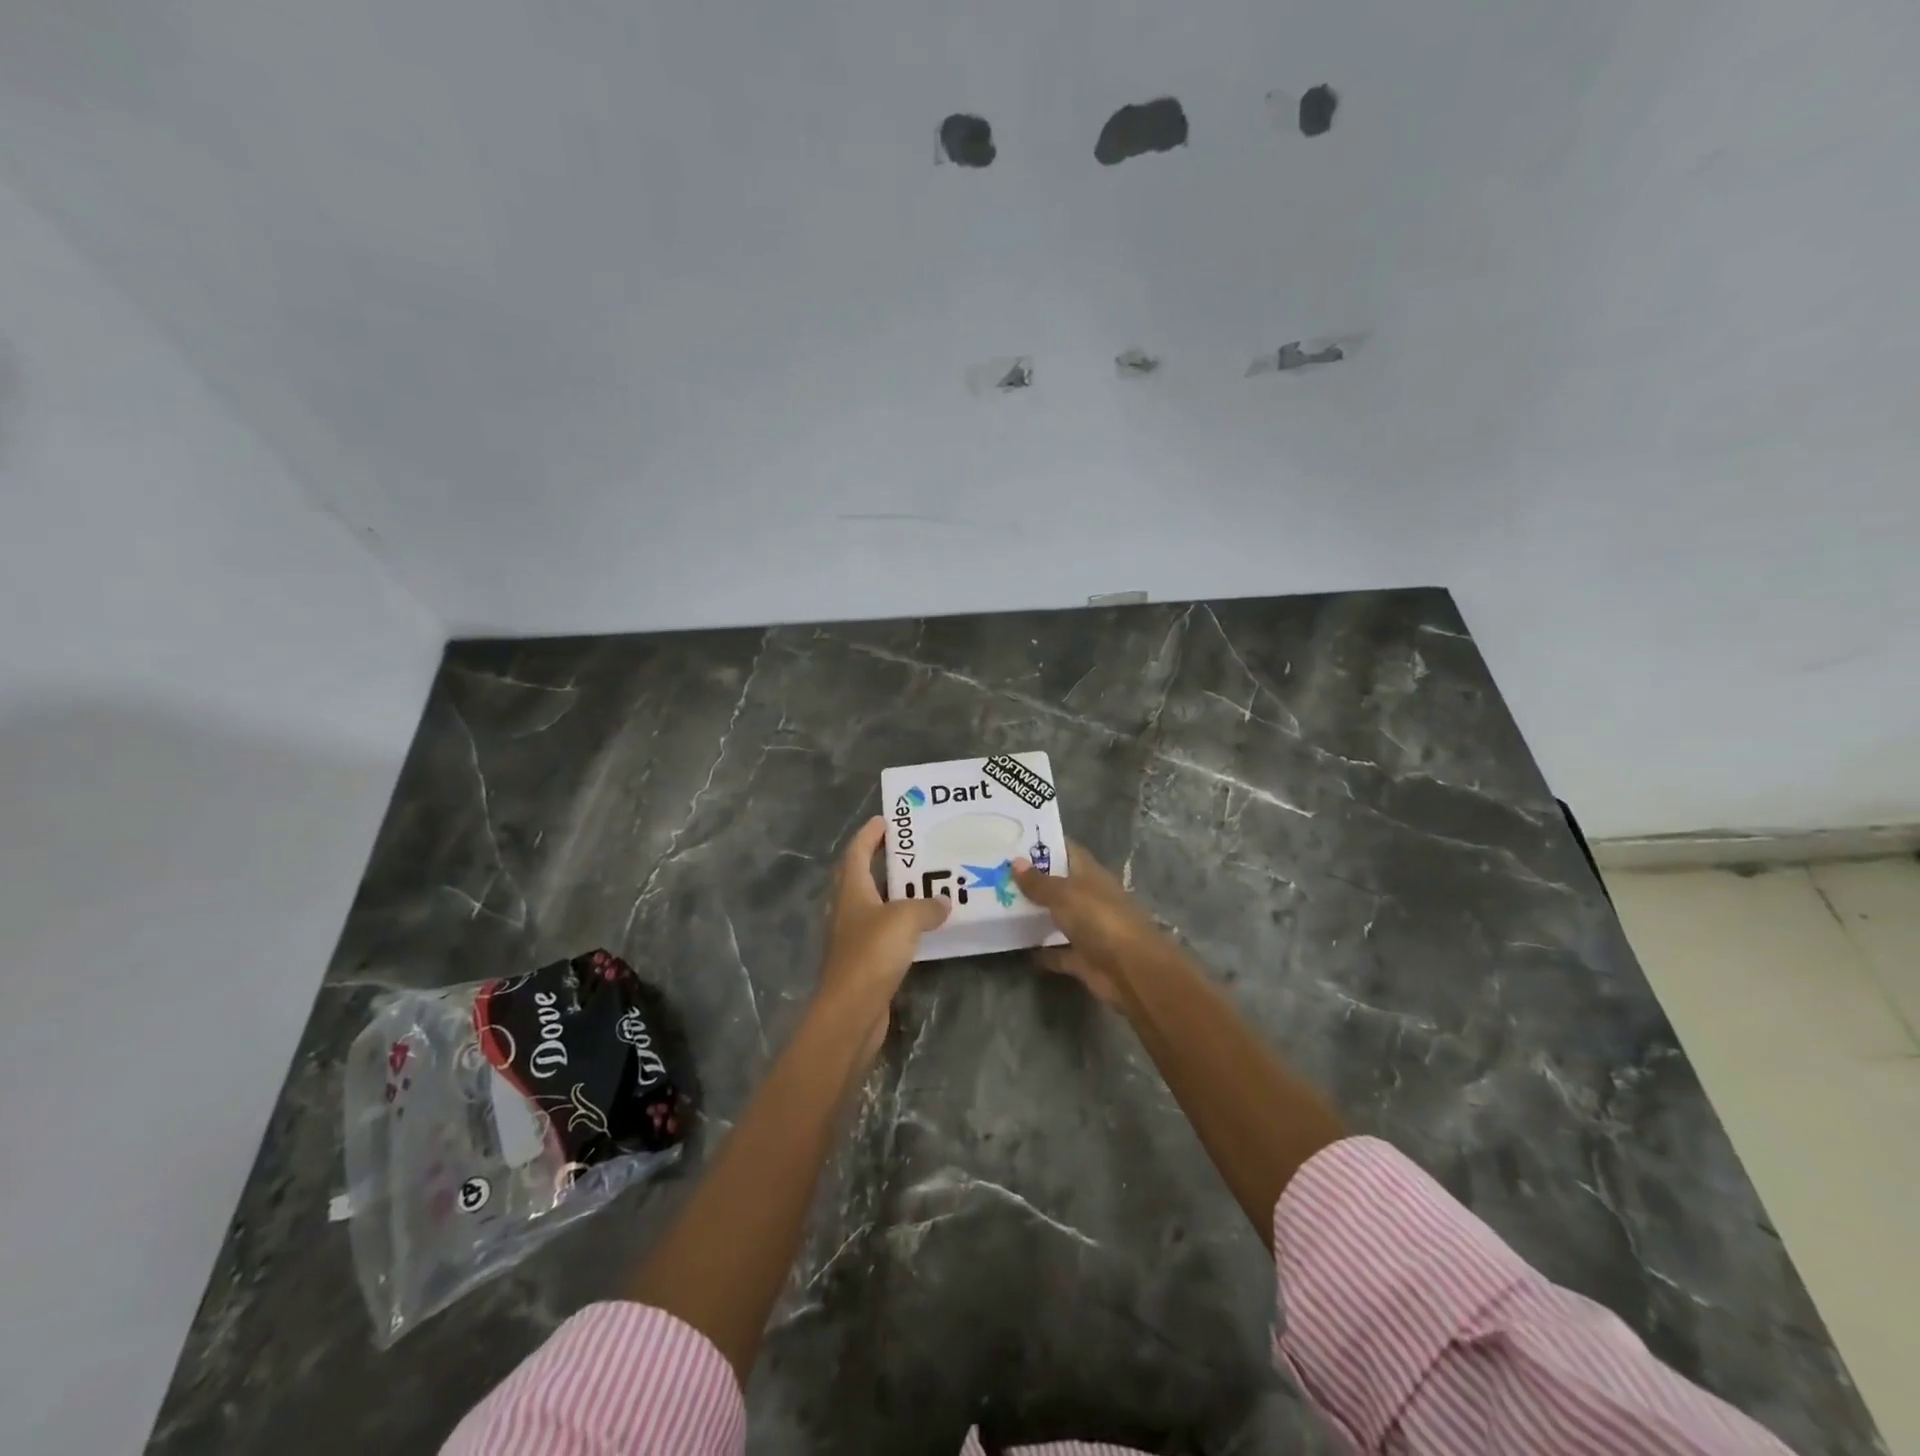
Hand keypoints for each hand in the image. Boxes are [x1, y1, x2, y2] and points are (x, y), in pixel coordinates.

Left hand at [819, 817, 949, 1044]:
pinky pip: (887, 931)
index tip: (888, 819)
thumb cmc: (872, 954)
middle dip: (886, 860)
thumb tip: (943, 902)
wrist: (851, 1012)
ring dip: (899, 893)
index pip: (857, 851)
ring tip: (929, 883)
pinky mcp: (866, 961)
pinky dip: (904, 923)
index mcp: (851, 889)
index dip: (870, 833)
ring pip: (878, 904)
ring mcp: (855, 936)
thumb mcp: (905, 919)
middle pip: (865, 875)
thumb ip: (926, 905)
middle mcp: (849, 908)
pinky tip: (927, 925)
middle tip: (917, 849)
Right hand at [1012, 843, 1171, 1007]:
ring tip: (1000, 904)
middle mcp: (1090, 898)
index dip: (1043, 844)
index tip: (1013, 840)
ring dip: (1036, 914)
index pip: (1067, 850)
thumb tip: (1015, 861)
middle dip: (1032, 880)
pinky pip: (1058, 952)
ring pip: (1058, 917)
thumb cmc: (1099, 920)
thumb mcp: (1065, 894)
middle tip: (996, 872)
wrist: (1131, 970)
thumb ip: (1039, 882)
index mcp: (1090, 874)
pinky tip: (1018, 946)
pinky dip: (1043, 951)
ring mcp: (1088, 929)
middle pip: (1059, 884)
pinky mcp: (1083, 958)